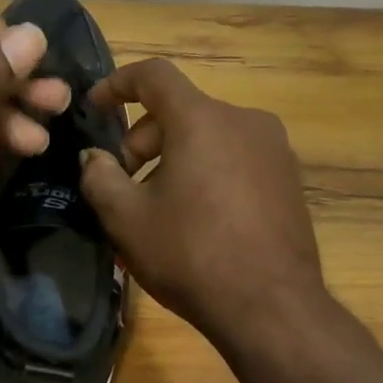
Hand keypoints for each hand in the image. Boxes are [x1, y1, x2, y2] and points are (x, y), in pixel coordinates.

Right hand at [78, 58, 325, 343]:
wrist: (271, 307)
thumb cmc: (190, 254)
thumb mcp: (127, 218)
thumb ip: (99, 177)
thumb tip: (93, 157)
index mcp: (202, 120)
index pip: (154, 76)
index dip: (118, 83)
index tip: (95, 106)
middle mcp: (244, 122)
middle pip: (181, 112)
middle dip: (142, 141)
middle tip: (122, 184)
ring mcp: (274, 150)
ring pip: (208, 138)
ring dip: (173, 160)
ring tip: (156, 209)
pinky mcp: (289, 180)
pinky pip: (234, 160)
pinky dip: (205, 173)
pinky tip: (195, 220)